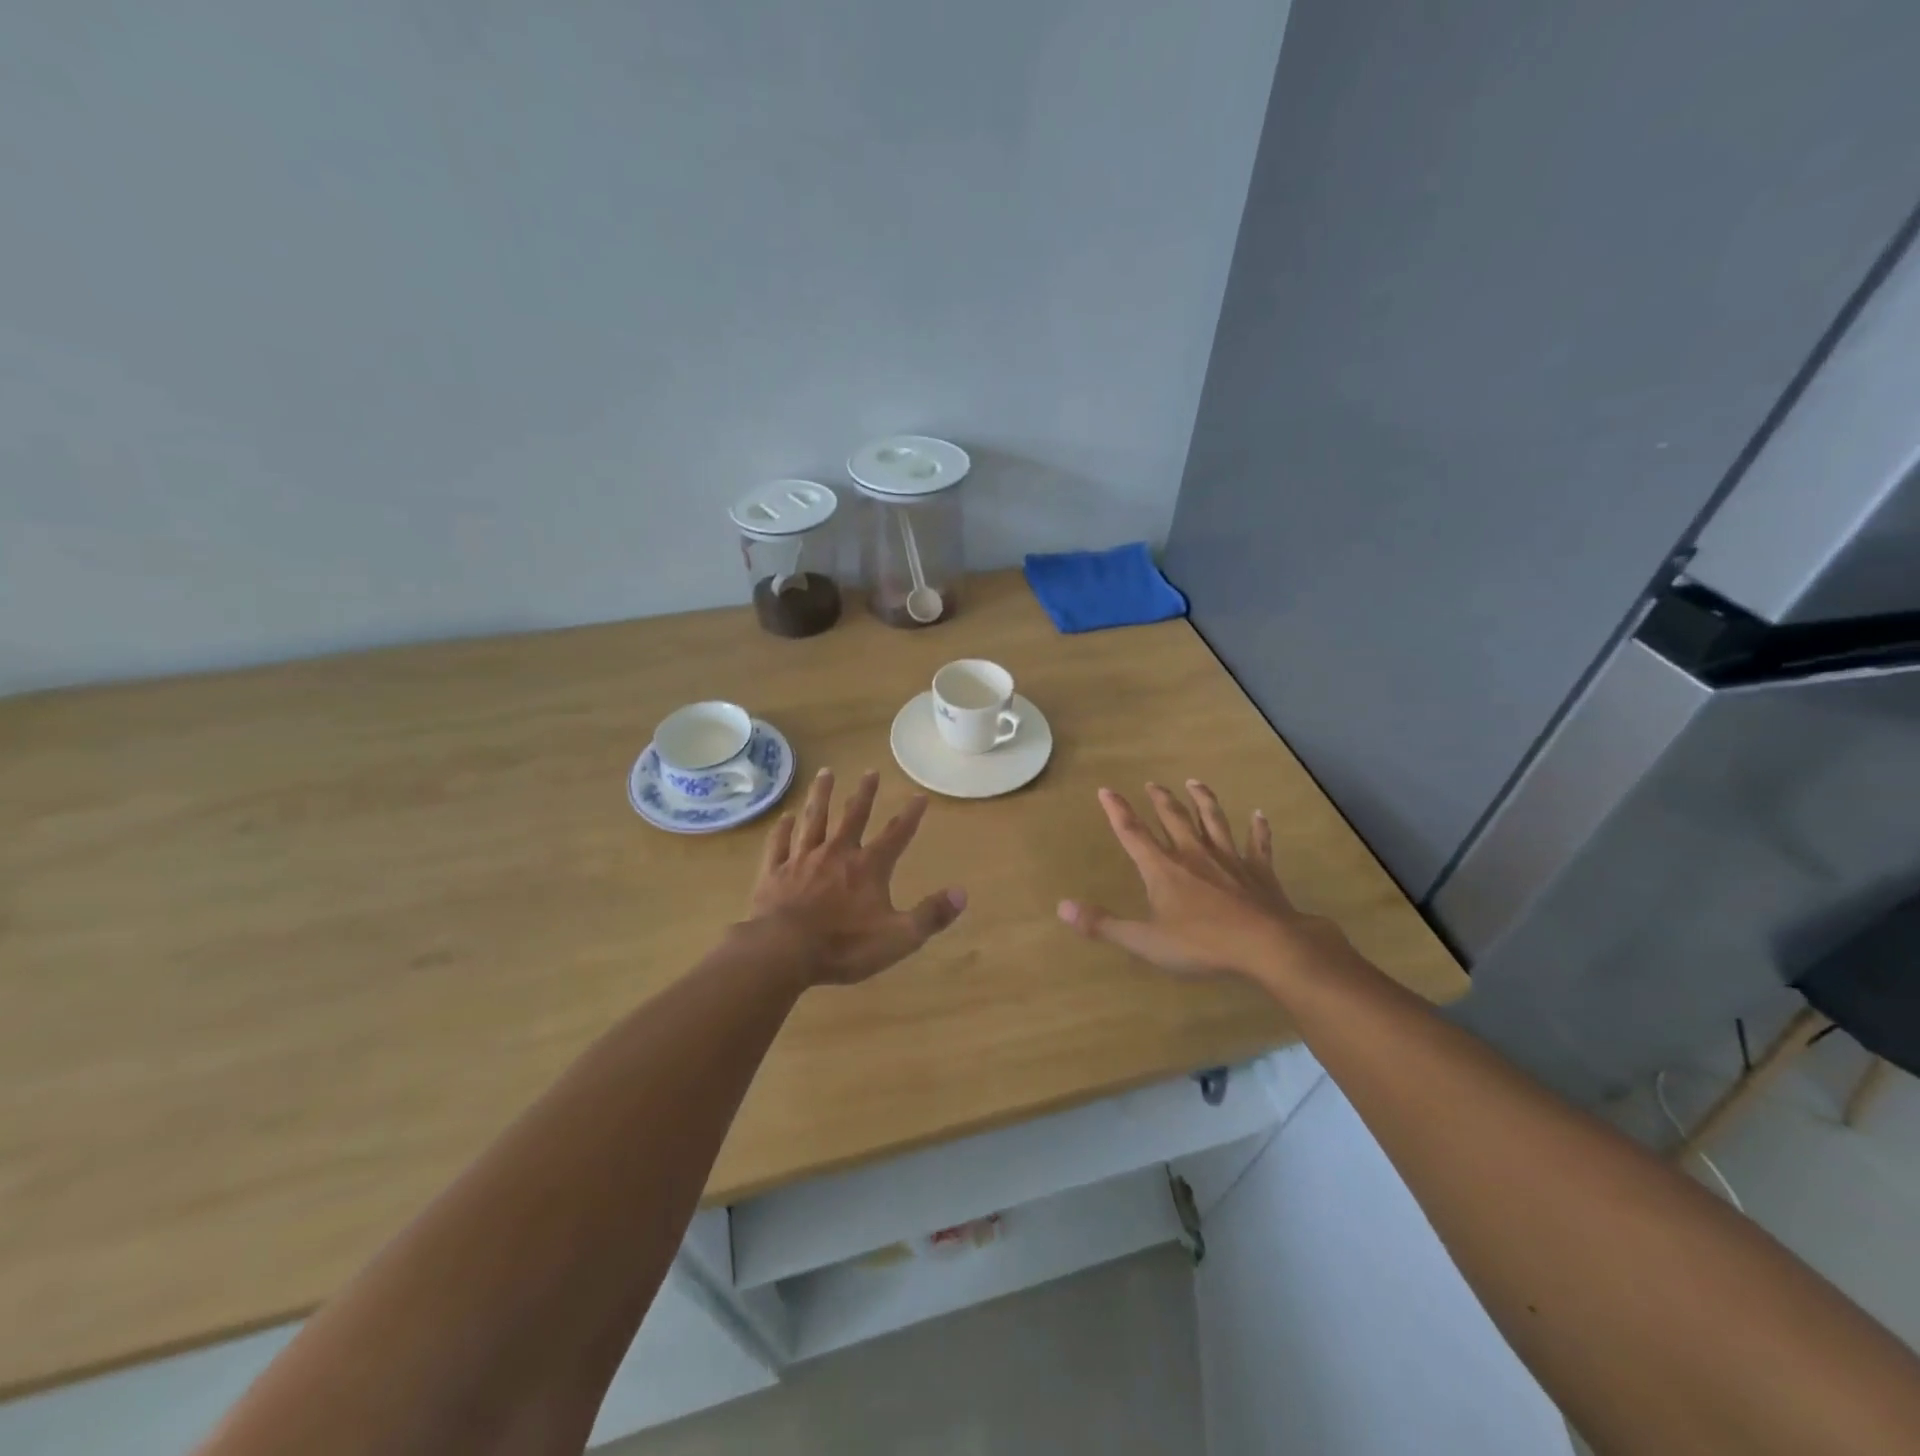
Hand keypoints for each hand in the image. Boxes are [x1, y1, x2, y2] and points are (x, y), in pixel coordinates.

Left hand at [747, 769, 966, 986]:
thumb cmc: (844, 946)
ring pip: (813, 820)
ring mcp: (802, 860)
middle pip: (852, 816)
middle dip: (864, 793)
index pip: (896, 835)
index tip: (919, 795)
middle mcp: (836, 853)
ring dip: (820, 796)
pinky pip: (779, 844)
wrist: (783, 951)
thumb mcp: (898, 938)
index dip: (910, 816)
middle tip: (870, 771)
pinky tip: (785, 817)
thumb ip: (931, 915)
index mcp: (868, 868)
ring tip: (825, 773)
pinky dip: (782, 829)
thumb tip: (962, 893)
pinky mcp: (774, 873)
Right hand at [1058, 780, 1347, 981]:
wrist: (1266, 945)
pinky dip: (1259, 828)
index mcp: (1163, 869)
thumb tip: (1062, 907)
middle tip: (1152, 783)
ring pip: (1213, 821)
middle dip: (1160, 799)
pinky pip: (1258, 843)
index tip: (1106, 789)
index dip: (1117, 811)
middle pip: (1173, 818)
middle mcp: (1193, 854)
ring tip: (1194, 782)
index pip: (1133, 833)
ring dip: (1203, 800)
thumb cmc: (1201, 944)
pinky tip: (1259, 814)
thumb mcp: (1145, 941)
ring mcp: (1229, 859)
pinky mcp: (1259, 871)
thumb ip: (1103, 925)